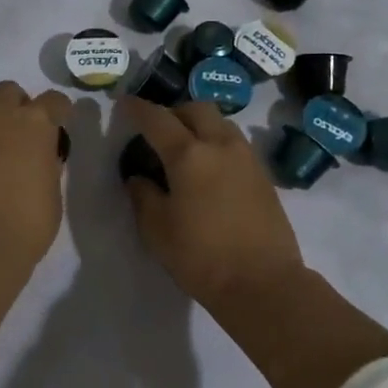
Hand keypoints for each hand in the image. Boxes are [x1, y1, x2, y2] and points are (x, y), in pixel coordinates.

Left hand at [0, 81, 72, 276]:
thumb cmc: (25, 223)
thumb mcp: (52, 192)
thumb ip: (47, 165)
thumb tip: (39, 158)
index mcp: (33, 122)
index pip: (54, 100)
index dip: (59, 112)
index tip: (60, 127)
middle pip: (8, 92)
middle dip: (17, 106)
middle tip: (22, 135)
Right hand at [119, 98, 306, 308]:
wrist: (263, 283)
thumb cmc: (201, 257)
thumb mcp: (157, 230)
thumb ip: (143, 196)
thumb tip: (138, 177)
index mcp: (188, 155)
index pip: (157, 119)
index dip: (137, 109)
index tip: (124, 104)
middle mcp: (220, 145)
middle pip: (195, 109)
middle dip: (173, 112)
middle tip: (158, 130)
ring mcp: (246, 158)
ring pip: (220, 122)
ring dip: (199, 124)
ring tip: (185, 148)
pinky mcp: (263, 175)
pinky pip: (235, 143)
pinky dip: (217, 143)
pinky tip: (209, 168)